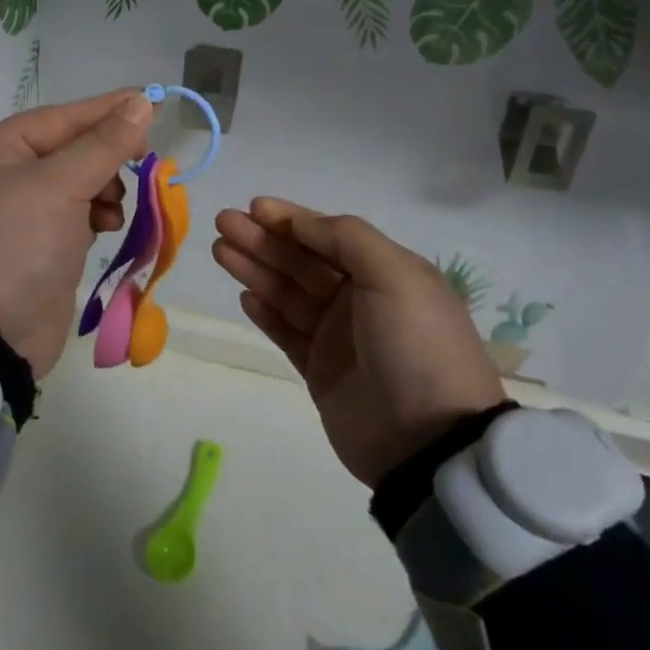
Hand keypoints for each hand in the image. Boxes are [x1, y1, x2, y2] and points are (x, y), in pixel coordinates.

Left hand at [0, 90, 152, 376]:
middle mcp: (6, 177)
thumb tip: (139, 102)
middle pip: (71, 149)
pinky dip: (96, 217)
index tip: (151, 103)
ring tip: (115, 207)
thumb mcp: (58, 187)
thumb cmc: (14, 245)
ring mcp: (21, 216)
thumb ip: (102, 144)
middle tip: (142, 161)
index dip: (107, 109)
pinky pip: (76, 218)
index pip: (62, 117)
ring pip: (78, 184)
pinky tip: (107, 227)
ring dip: (106, 188)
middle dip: (107, 155)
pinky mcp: (39, 250)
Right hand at [213, 198, 506, 487]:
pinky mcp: (320, 371)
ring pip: (287, 293)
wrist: (429, 442)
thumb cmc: (416, 345)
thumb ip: (345, 238)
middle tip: (223, 223)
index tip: (254, 207)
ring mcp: (338, 337)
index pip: (329, 235)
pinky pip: (286, 332)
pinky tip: (243, 296)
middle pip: (301, 261)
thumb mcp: (395, 275)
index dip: (291, 219)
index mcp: (385, 272)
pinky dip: (265, 313)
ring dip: (255, 269)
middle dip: (263, 239)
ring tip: (220, 251)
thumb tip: (300, 221)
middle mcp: (361, 299)